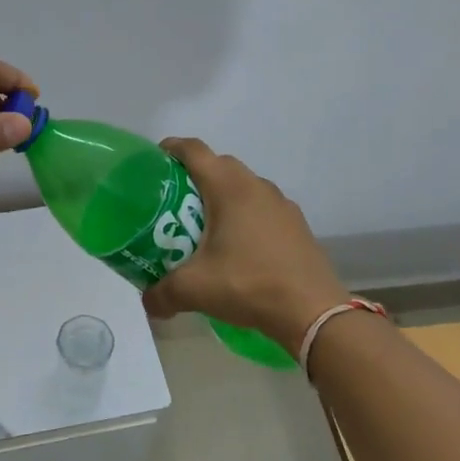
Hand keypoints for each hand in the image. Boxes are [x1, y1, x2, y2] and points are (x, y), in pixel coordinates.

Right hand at [141, 138, 348, 356]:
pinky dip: (245, 215)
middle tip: (173, 200)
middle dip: (194, 175)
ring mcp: (281, 204)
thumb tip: (147, 302)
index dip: (171, 148)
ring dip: (222, 196)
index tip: (153, 160)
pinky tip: (238, 246)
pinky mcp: (296, 224)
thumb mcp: (195, 289)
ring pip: (243, 186)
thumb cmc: (248, 285)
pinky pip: (262, 207)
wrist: (312, 312)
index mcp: (229, 188)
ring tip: (204, 224)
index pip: (194, 150)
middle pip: (219, 165)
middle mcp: (256, 186)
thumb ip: (162, 293)